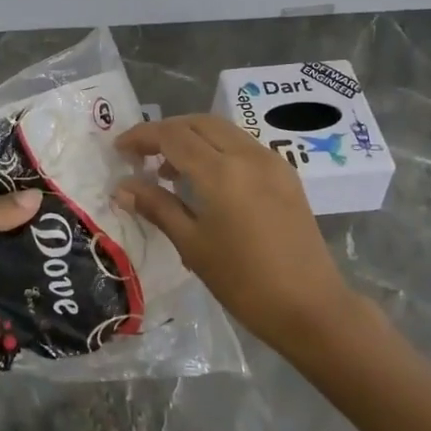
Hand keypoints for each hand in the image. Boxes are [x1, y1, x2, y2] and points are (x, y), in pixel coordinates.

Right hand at [113, 115, 358, 353]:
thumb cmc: (244, 282)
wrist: (311, 308)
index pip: (172, 135)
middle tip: (142, 155)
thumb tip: (122, 187)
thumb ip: (157, 207)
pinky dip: (217, 149)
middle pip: (198, 123)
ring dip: (192, 138)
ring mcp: (271, 162)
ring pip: (223, 130)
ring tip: (169, 170)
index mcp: (221, 171)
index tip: (119, 149)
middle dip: (166, 131)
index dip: (142, 136)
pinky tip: (207, 180)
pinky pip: (243, 146)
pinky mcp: (286, 175)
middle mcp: (248, 155)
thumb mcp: (193, 244)